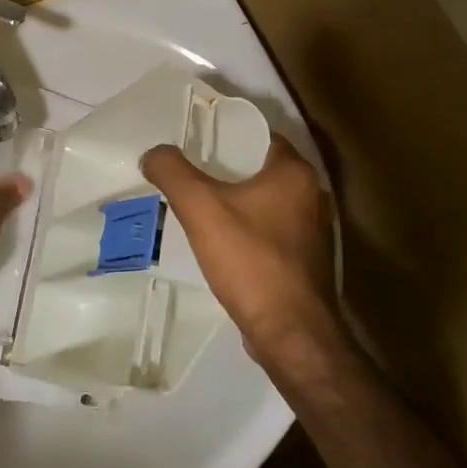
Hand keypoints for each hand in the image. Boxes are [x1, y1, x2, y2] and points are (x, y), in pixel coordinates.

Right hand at [142, 133, 341, 368]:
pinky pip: (272, 230)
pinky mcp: (306, 260)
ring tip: (200, 206)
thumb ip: (173, 173)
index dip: (227, 134)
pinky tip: (222, 242)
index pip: (260, 136)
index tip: (196, 141)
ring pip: (267, 202)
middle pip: (262, 169)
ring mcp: (313, 230)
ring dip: (238, 201)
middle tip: (190, 172)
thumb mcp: (201, 208)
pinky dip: (249, 229)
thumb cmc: (250, 260)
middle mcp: (312, 195)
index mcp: (295, 173)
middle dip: (227, 169)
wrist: (290, 332)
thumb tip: (153, 153)